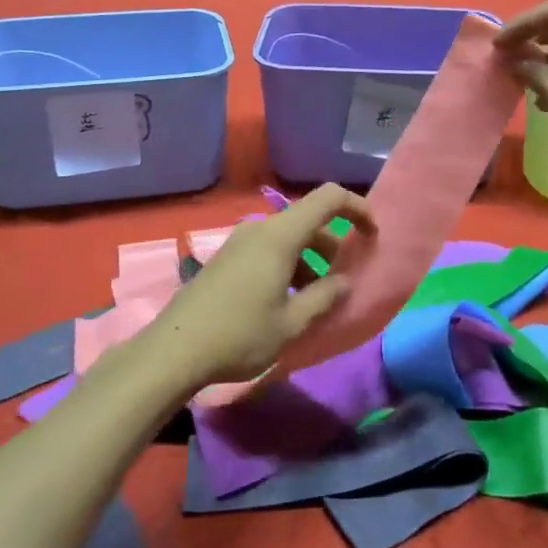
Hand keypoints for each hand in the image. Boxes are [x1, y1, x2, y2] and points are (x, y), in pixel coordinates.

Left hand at [144, 184, 374, 389]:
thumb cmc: (240, 334)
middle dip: (334, 244)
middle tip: (348, 277)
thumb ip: (324, 297)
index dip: (357, 208)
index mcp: (280, 235)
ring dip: (310, 259)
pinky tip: (288, 302)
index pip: (328, 198)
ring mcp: (239, 242)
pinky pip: (267, 250)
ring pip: (288, 238)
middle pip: (308, 220)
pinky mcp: (226, 258)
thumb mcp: (291, 323)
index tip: (373, 234)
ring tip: (319, 298)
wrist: (174, 349)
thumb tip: (344, 281)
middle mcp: (260, 229)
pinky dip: (288, 265)